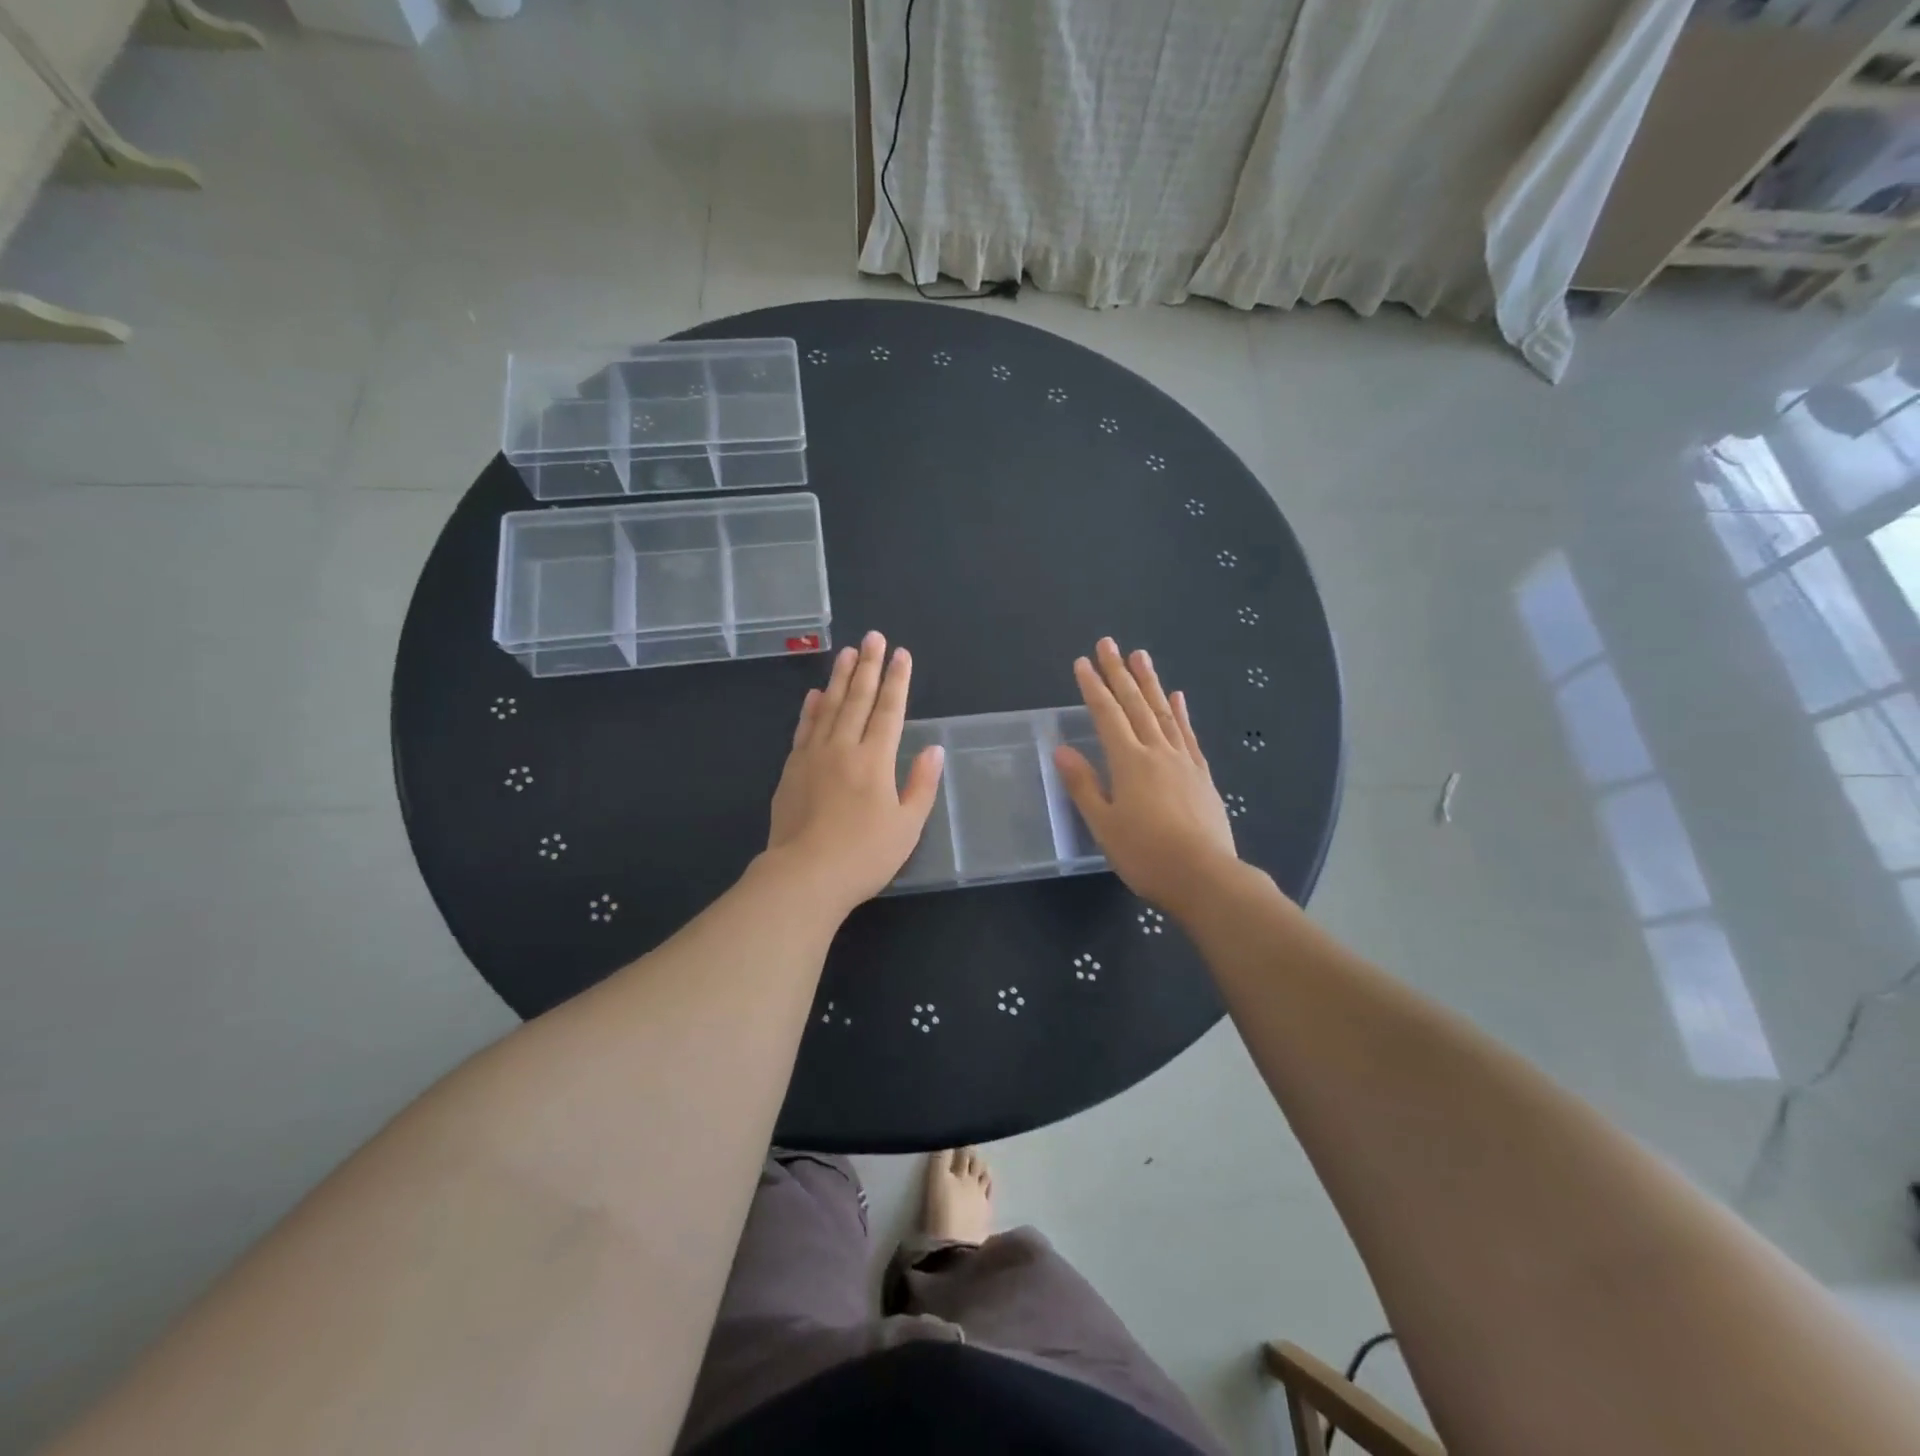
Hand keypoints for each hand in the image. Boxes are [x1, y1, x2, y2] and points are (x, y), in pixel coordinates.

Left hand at [765, 631, 944, 913]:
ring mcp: (812, 757)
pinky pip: (803, 729)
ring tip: (846, 652)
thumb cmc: (864, 855)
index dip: (897, 680)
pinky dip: (810, 709)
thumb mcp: (907, 826)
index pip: (889, 710)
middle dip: (868, 666)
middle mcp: (843, 748)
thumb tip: (934, 749)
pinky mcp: (791, 771)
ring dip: (838, 678)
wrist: (804, 876)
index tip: (901, 654)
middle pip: (857, 699)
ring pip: (828, 707)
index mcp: (875, 760)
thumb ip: (921, 785)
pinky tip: (814, 695)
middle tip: (872, 636)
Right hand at [1053, 638, 1238, 917]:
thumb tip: (1060, 750)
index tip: (1082, 662)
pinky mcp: (1201, 775)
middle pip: (1135, 704)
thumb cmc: (1146, 854)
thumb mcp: (1104, 824)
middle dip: (1119, 673)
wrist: (1205, 876)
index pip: (1106, 715)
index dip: (1093, 687)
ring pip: (1163, 712)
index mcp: (1128, 762)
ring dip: (1150, 682)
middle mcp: (1157, 752)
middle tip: (1109, 643)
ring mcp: (1183, 761)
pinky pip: (1188, 734)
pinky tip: (1178, 697)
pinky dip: (1181, 712)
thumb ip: (1083, 785)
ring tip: (1141, 655)